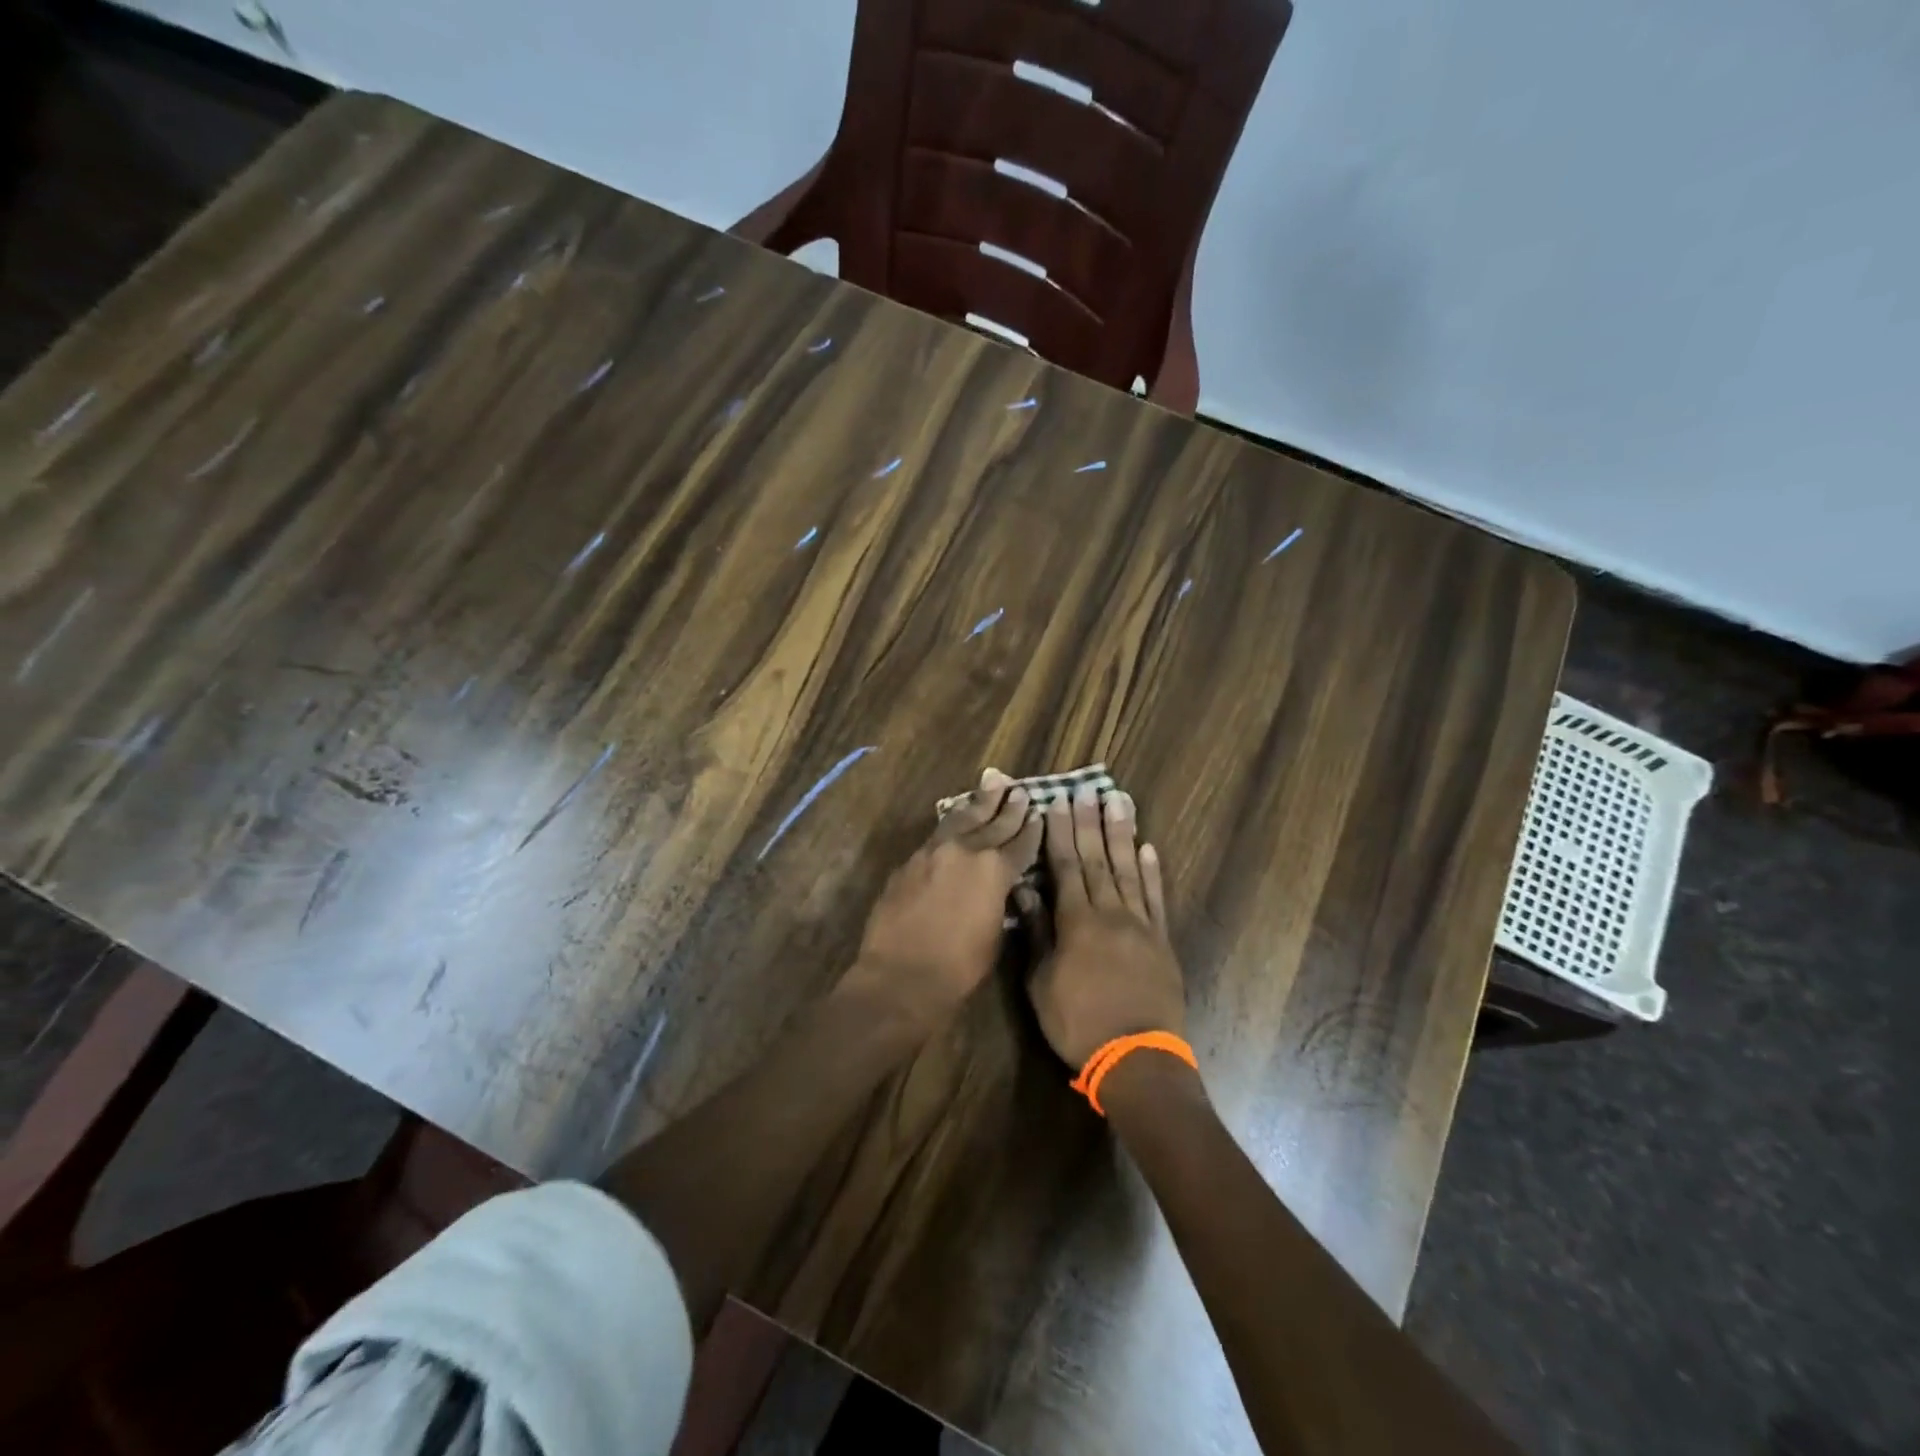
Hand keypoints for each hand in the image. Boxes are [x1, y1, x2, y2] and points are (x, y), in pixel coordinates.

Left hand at [843, 769, 1042, 1035]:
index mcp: (995, 870)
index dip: (1032, 830)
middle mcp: (965, 851)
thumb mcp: (995, 934)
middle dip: (1009, 807)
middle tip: (1019, 790)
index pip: (1020, 843)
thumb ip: (999, 901)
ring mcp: (933, 852)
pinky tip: (957, 819)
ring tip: (992, 784)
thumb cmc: (959, 968)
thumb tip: (999, 887)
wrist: (901, 976)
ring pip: (961, 818)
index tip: (1039, 814)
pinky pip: (937, 835)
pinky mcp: (909, 862)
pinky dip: (952, 824)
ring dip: (979, 803)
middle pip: (992, 822)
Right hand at [1027, 783, 1185, 1067]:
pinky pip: (1156, 898)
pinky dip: (1152, 872)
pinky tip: (1149, 848)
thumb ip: (1035, 933)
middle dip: (1090, 822)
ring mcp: (1140, 924)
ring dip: (1123, 834)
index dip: (1059, 832)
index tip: (1057, 802)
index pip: (1065, 866)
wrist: (1136, 1058)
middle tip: (1088, 788)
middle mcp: (1110, 912)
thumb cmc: (1078, 1023)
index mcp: (1076, 921)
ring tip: (1120, 801)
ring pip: (1129, 869)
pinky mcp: (1161, 940)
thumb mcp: (1041, 982)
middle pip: (1098, 859)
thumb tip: (1024, 891)